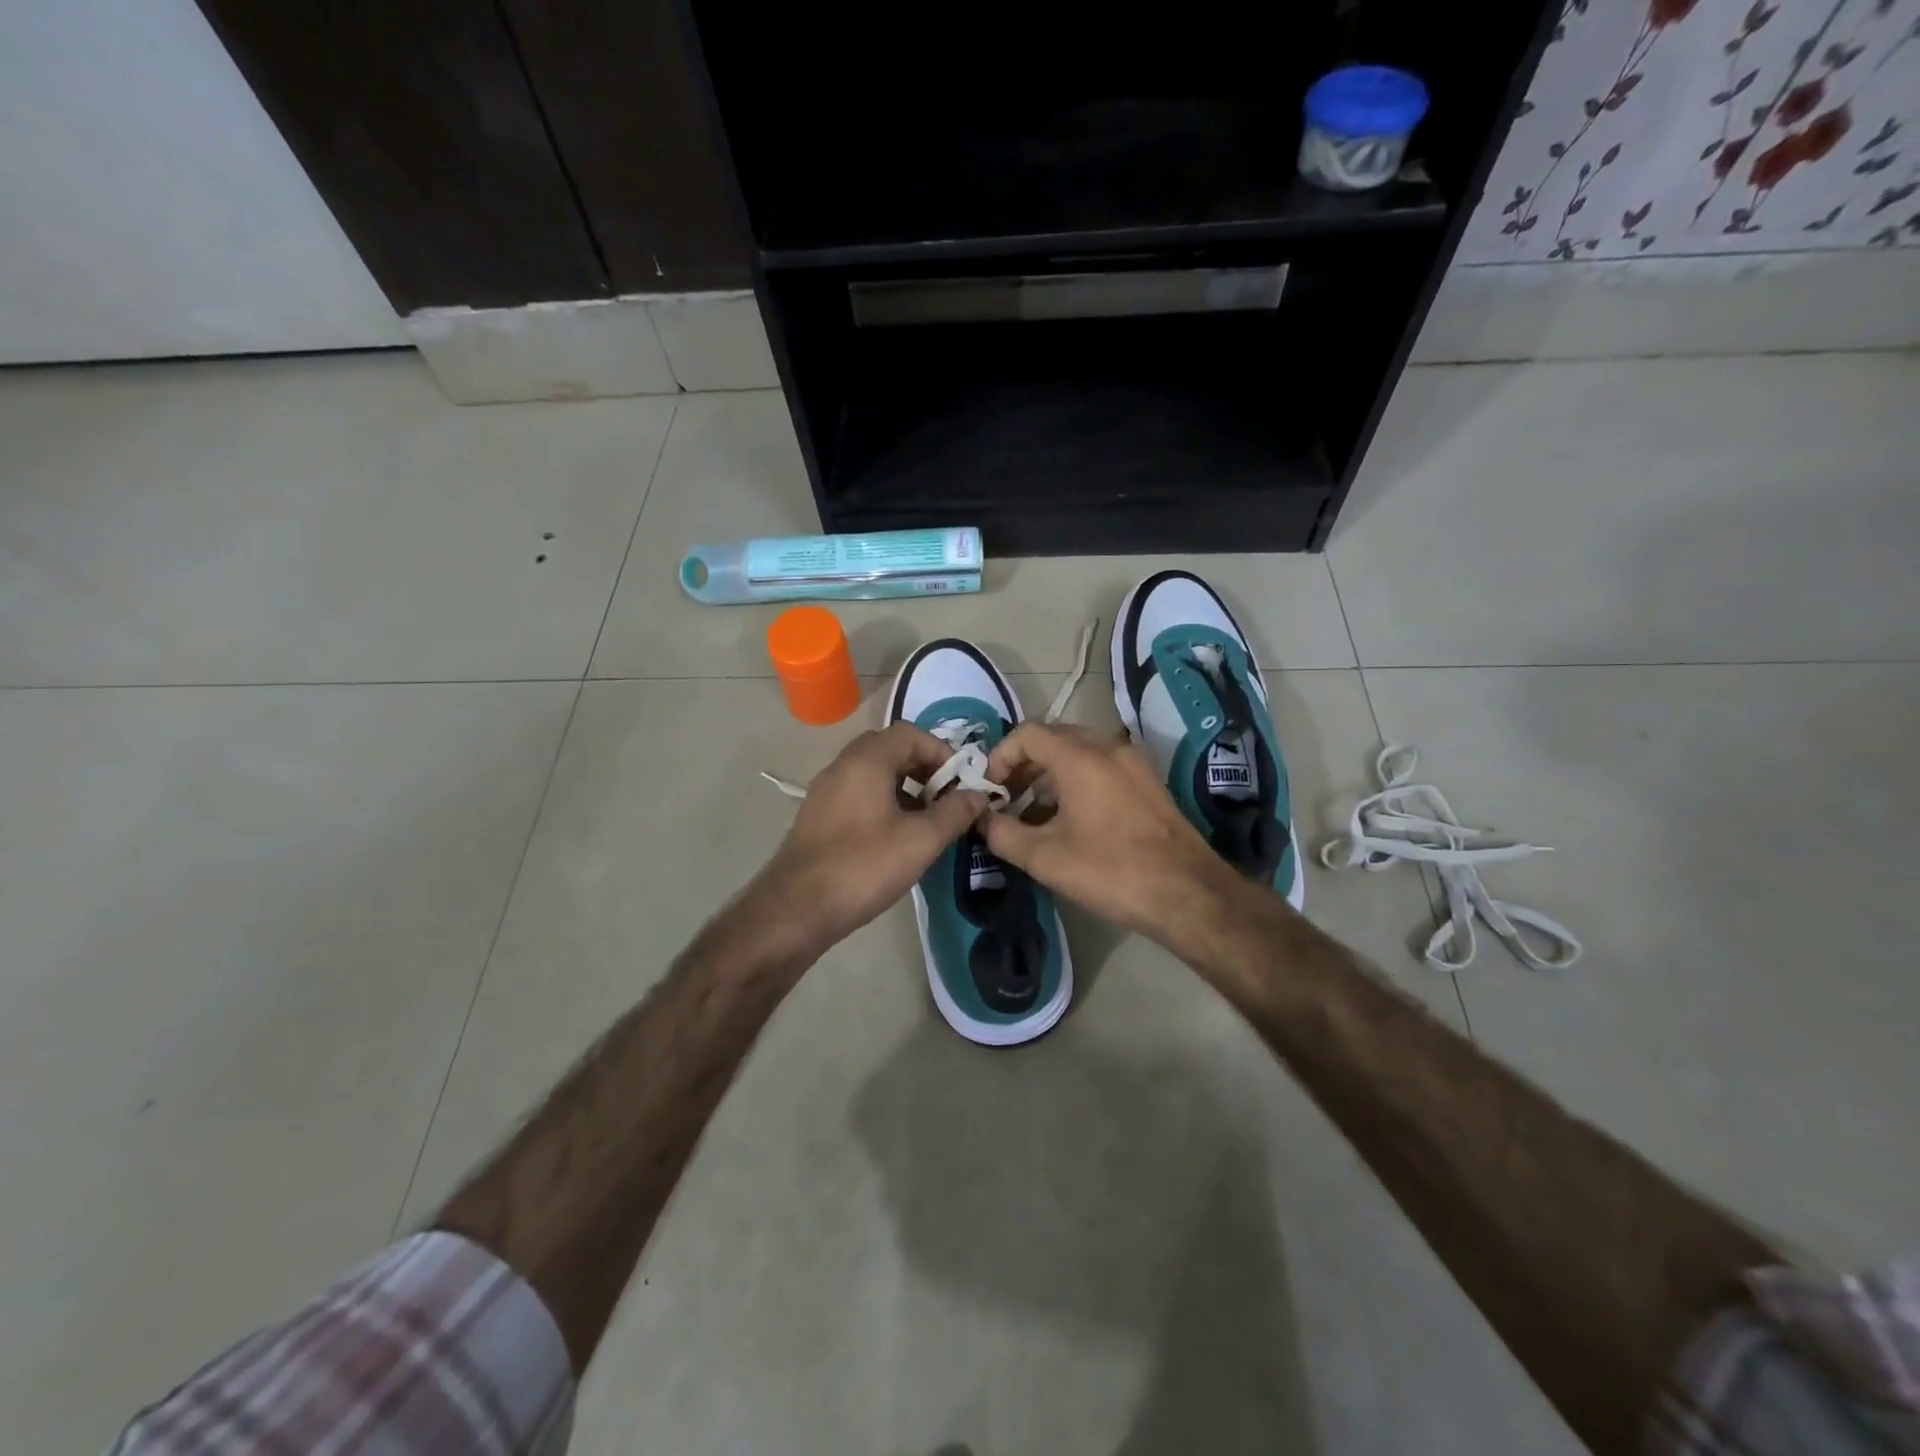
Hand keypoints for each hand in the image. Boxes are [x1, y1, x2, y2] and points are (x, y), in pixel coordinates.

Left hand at [752, 722, 987, 952]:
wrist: (796, 909)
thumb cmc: (863, 866)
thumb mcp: (920, 840)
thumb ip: (954, 813)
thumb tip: (977, 795)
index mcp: (866, 761)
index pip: (910, 733)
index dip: (941, 752)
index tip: (961, 782)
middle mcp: (842, 767)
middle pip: (890, 749)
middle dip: (923, 767)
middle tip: (946, 796)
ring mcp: (826, 792)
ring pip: (873, 773)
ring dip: (904, 786)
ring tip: (927, 820)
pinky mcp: (818, 817)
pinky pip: (858, 794)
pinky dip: (883, 802)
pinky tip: (897, 837)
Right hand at [980, 722, 1235, 944]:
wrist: (1188, 893)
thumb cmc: (1111, 871)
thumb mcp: (1045, 858)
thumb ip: (1003, 834)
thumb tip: (982, 820)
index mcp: (1081, 757)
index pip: (1027, 733)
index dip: (1000, 756)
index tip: (990, 790)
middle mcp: (1108, 748)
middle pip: (1054, 738)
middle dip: (1023, 765)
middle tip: (1007, 799)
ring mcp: (1133, 764)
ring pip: (1079, 754)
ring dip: (1049, 776)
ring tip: (1033, 816)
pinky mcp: (1148, 783)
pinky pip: (1102, 769)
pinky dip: (1076, 783)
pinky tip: (1070, 822)